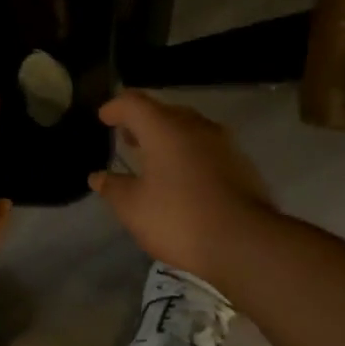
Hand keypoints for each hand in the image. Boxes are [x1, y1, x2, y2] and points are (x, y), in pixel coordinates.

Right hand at [88, 90, 278, 282]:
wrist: (246, 243)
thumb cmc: (180, 219)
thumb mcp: (134, 208)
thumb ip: (113, 188)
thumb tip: (98, 177)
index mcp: (165, 129)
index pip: (134, 102)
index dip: (115, 107)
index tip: (103, 118)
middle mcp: (196, 126)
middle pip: (164, 112)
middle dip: (143, 122)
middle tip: (127, 138)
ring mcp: (223, 144)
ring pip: (189, 129)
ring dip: (168, 138)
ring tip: (153, 159)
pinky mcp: (242, 164)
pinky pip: (207, 148)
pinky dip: (189, 154)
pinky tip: (183, 178)